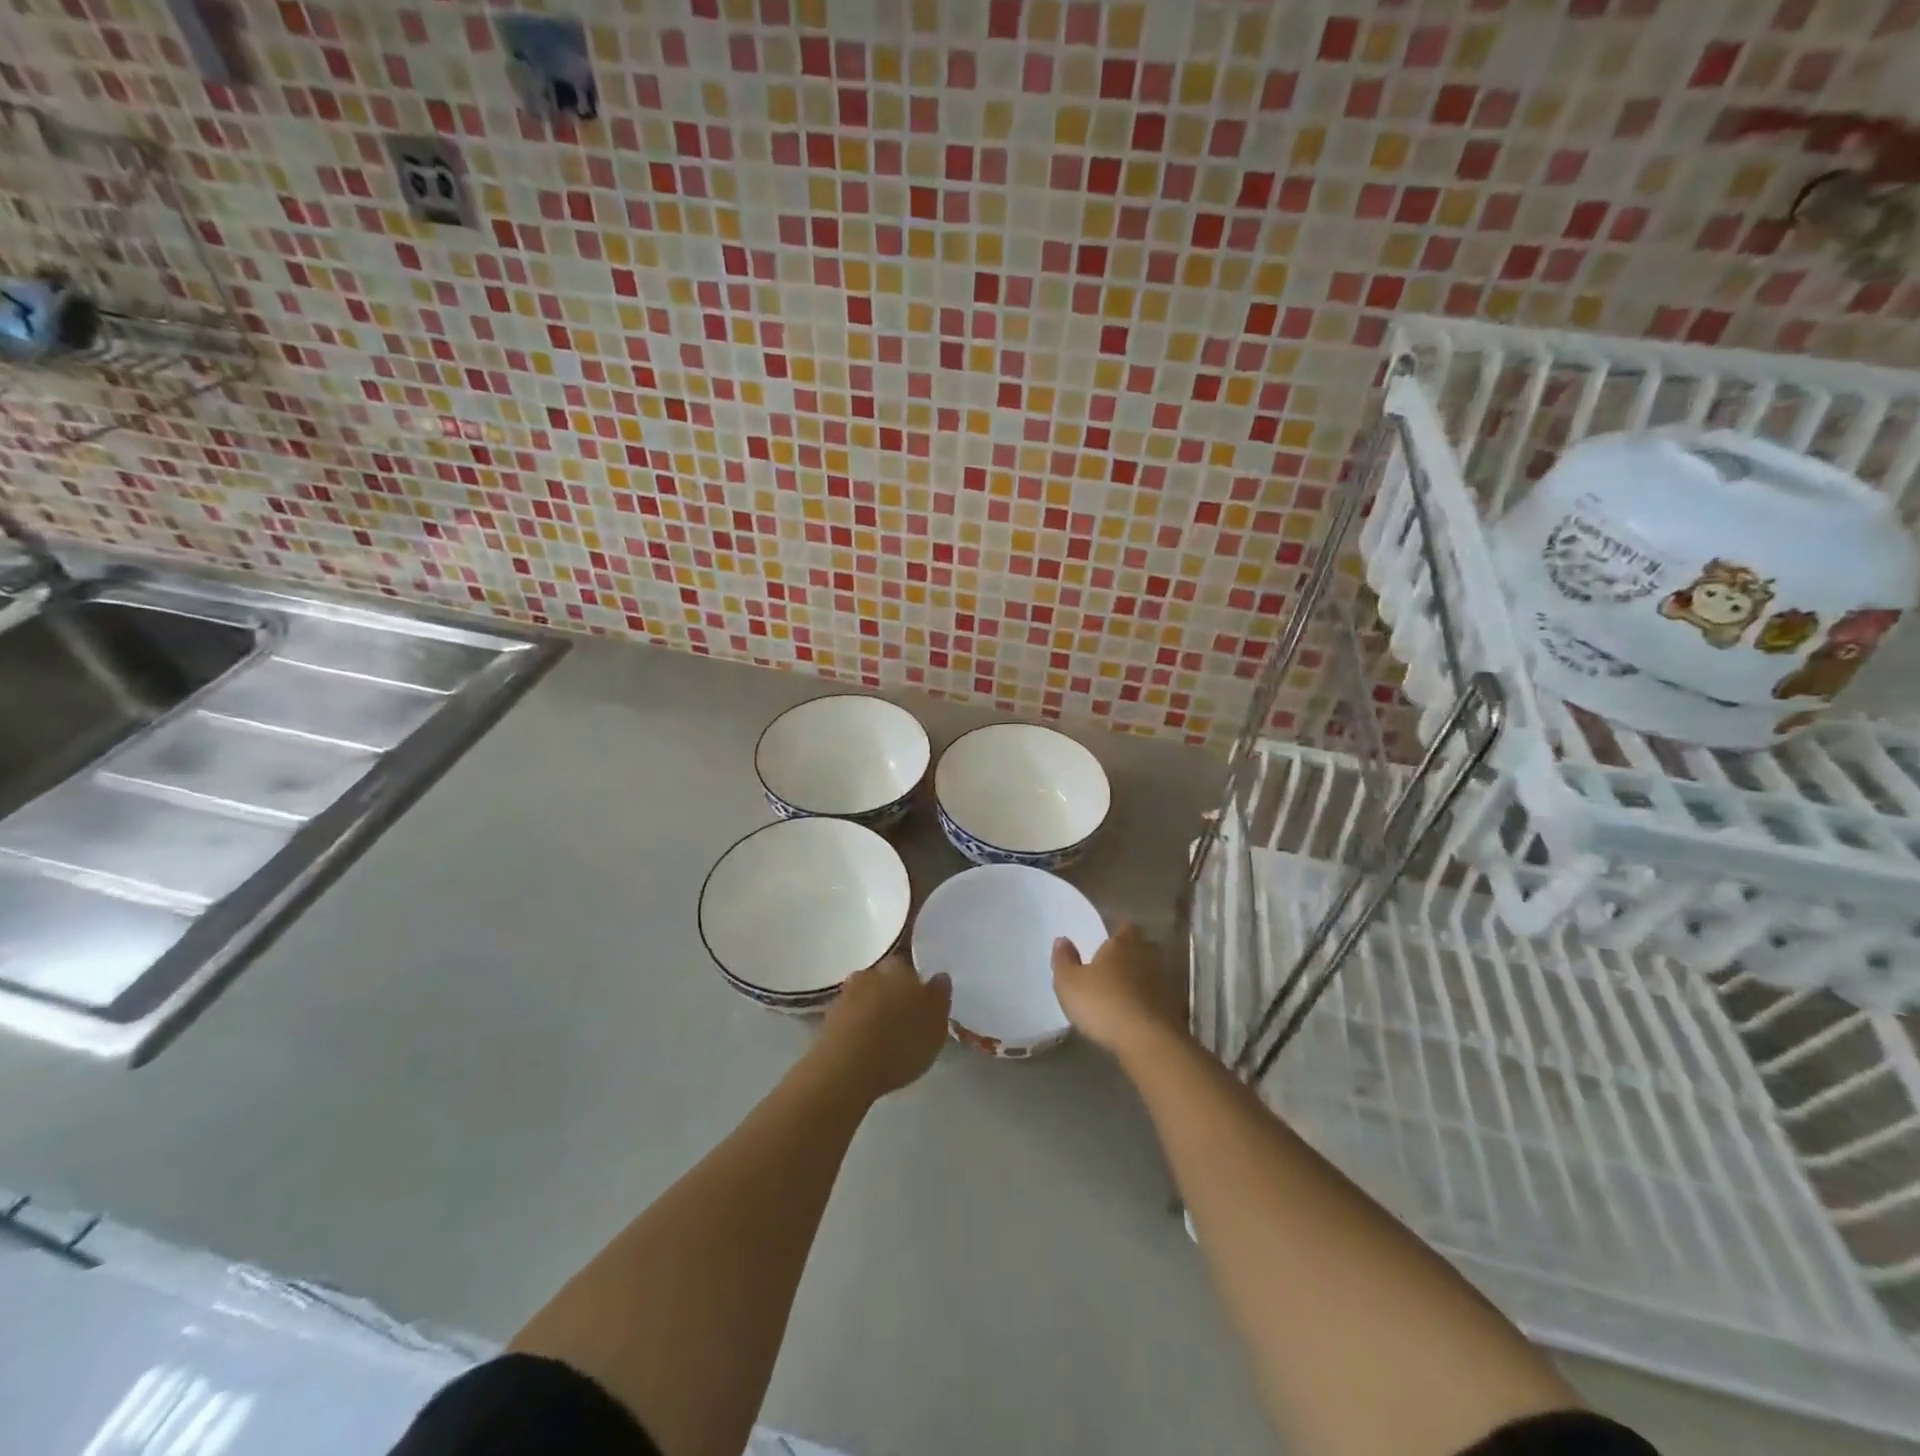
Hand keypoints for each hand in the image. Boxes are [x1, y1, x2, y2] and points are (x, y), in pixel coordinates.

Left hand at [815, 955, 951, 1100]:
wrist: (846, 1068)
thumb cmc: (901, 1043)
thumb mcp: (936, 1025)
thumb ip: (940, 997)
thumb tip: (940, 976)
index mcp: (899, 969)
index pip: (909, 966)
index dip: (915, 983)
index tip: (921, 1003)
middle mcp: (870, 973)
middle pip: (885, 979)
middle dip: (893, 994)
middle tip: (904, 1020)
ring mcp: (846, 994)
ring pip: (866, 996)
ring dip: (873, 1010)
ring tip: (884, 1036)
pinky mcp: (828, 1018)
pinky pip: (850, 1016)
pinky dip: (858, 1026)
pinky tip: (865, 1045)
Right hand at [1052, 923, 1188, 1059]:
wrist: (1148, 1042)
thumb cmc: (1103, 1003)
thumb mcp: (1069, 983)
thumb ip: (1064, 959)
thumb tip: (1063, 940)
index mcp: (1123, 942)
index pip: (1124, 928)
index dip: (1115, 936)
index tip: (1104, 947)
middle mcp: (1148, 955)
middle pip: (1140, 949)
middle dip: (1128, 958)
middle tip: (1110, 972)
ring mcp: (1166, 982)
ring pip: (1151, 974)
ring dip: (1140, 983)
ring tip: (1121, 998)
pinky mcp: (1176, 1008)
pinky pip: (1159, 999)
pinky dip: (1149, 1004)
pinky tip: (1136, 1018)